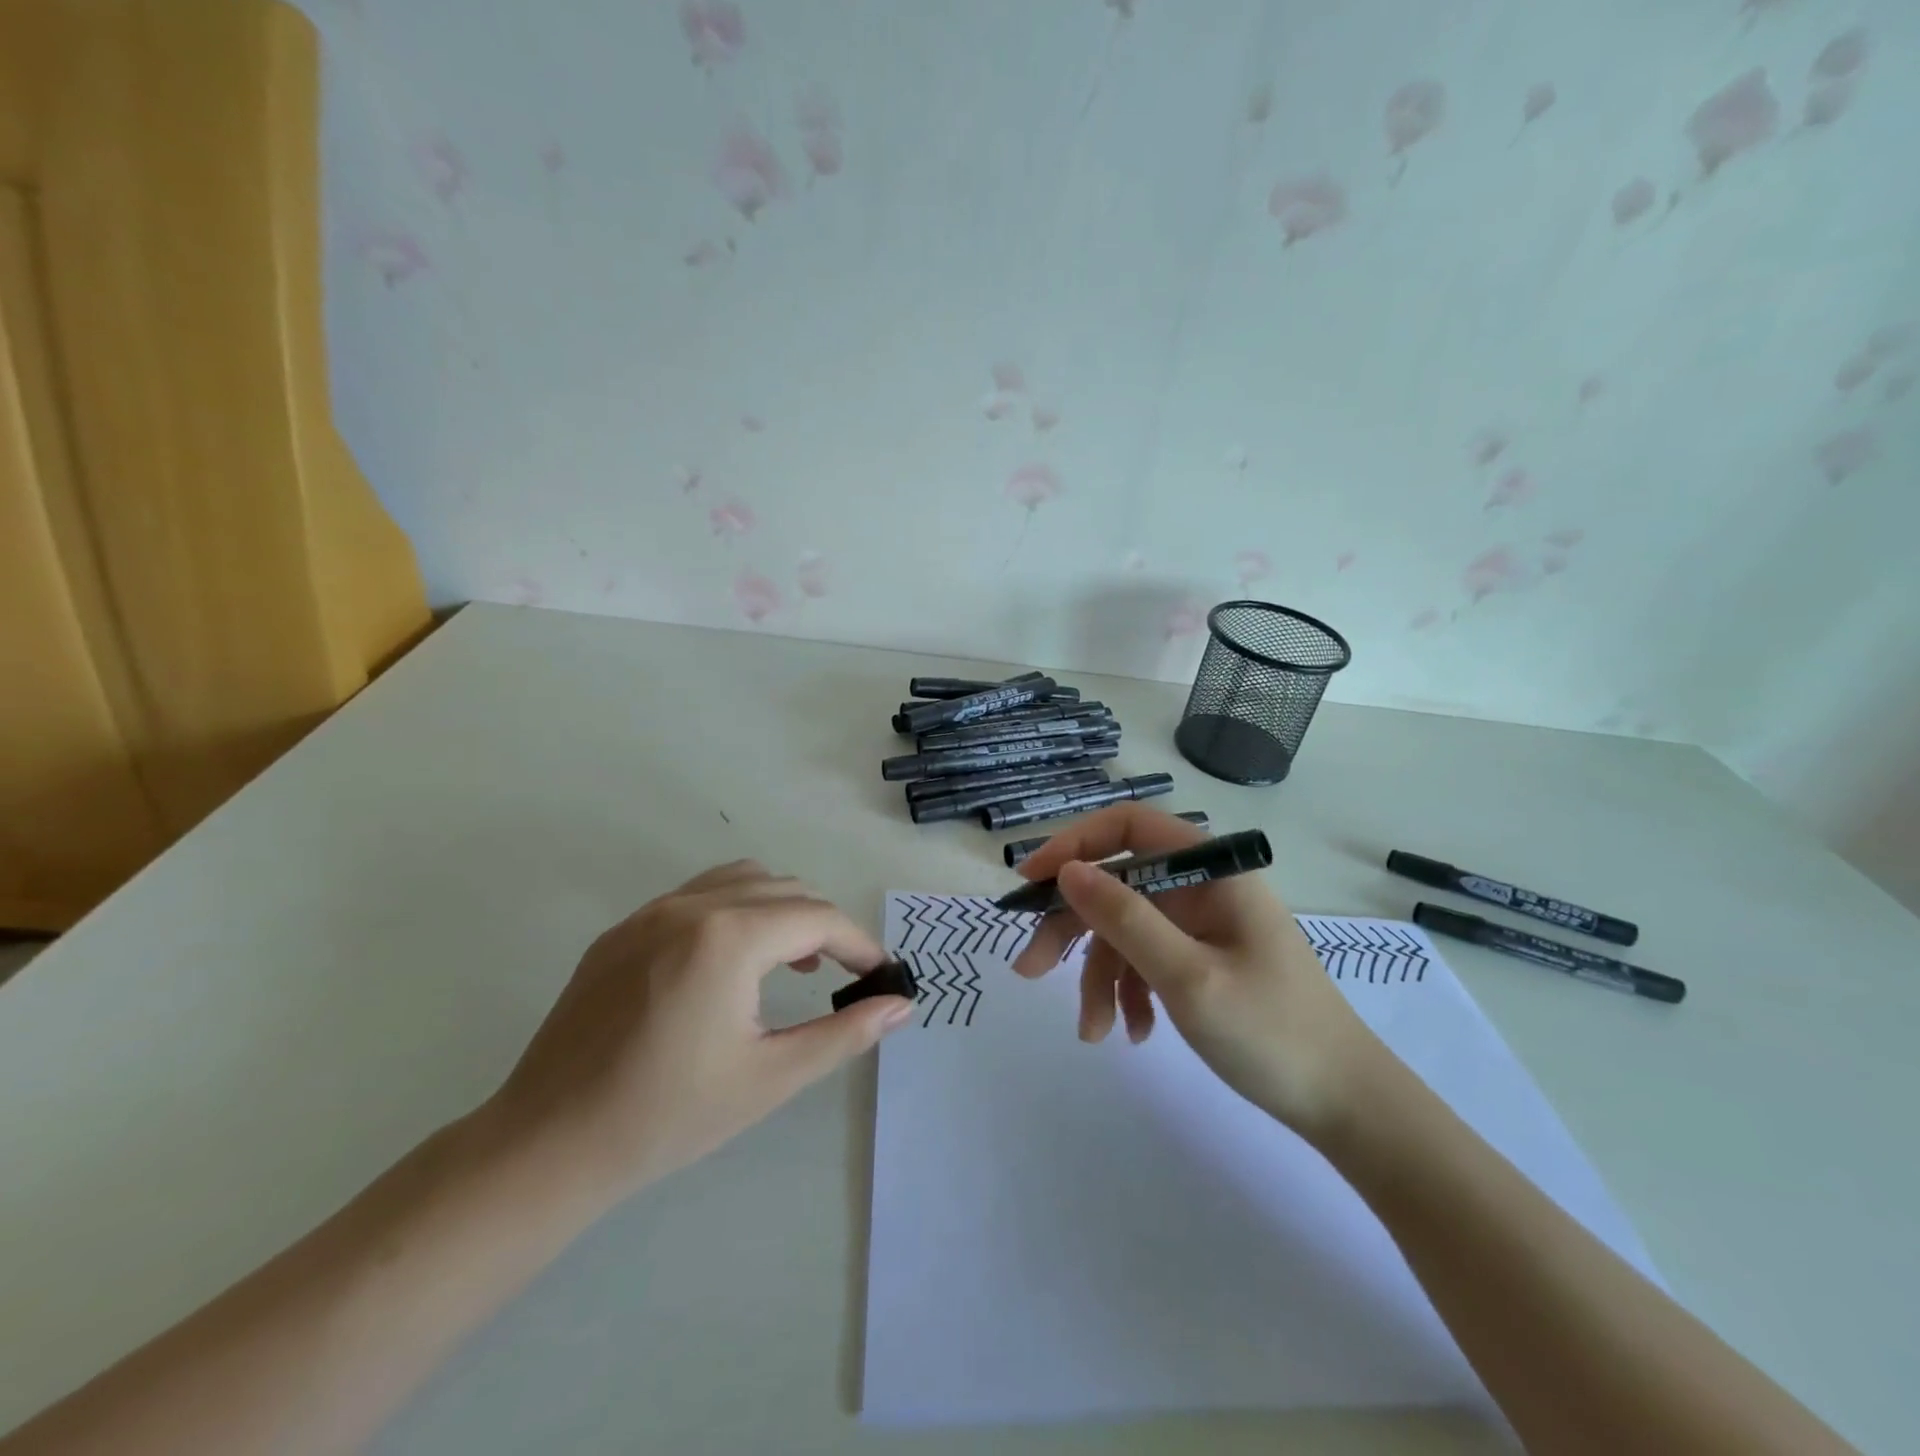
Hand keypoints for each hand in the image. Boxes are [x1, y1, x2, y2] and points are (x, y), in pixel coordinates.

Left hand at [488, 860, 912, 1202]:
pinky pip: (697, 895)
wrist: (547, 1145)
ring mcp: (650, 913)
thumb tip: (901, 1005)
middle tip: (842, 975)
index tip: (880, 975)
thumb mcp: (770, 1078)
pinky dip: (735, 910)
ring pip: (741, 880)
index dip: (858, 944)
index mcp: (729, 937)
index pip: (817, 919)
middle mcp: (691, 906)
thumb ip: (844, 1035)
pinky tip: (731, 964)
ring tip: (793, 962)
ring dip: (781, 908)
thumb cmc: (668, 1116)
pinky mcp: (622, 930)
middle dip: (824, 926)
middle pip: (785, 890)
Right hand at [1010, 805, 1386, 1139]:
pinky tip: (1132, 1032)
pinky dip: (1129, 991)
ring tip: (1092, 1030)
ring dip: (1100, 976)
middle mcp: (1202, 887)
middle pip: (1117, 884)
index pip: (1128, 826)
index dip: (1074, 845)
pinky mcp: (1201, 958)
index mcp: (1211, 870)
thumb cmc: (1272, 1033)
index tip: (1031, 882)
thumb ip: (1124, 918)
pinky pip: (1146, 959)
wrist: (1346, 1106)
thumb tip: (1066, 871)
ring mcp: (1201, 924)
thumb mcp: (1187, 976)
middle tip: (1030, 969)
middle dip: (1073, 927)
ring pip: (1125, 929)